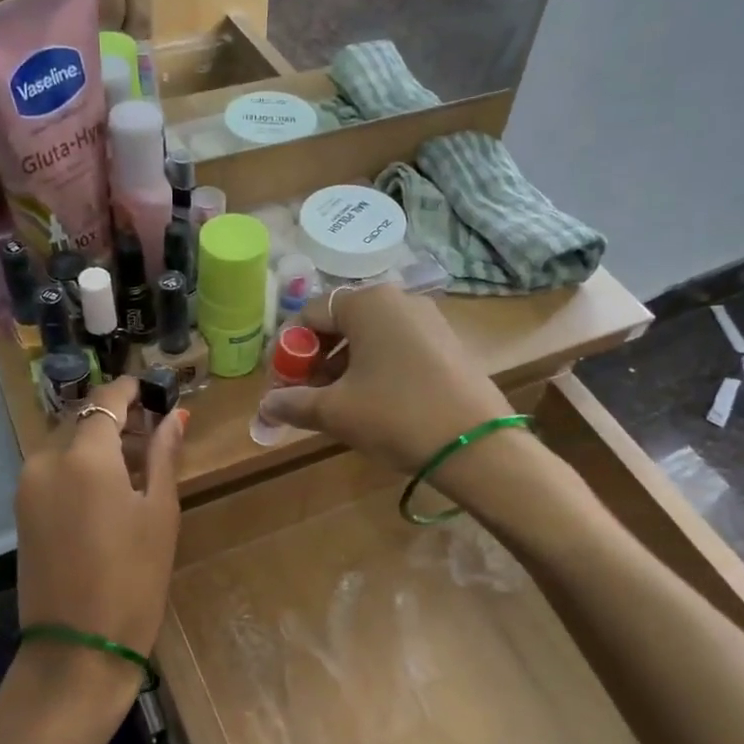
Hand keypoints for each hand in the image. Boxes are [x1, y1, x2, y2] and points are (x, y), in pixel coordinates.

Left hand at [15, 377, 185, 686]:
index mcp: (84, 455)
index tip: (157, 392)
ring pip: (66, 443)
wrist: (78, 647)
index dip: (133, 389)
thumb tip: (175, 416)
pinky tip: (109, 487)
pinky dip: (80, 465)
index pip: (107, 397)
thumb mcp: (159, 512)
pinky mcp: (22, 509)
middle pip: (83, 418)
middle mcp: (46, 459)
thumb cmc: (134, 578)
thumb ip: (164, 455)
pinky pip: (53, 469)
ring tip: (137, 463)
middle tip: (154, 432)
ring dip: (98, 442)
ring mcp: (28, 485)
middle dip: (117, 416)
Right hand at [257, 285, 515, 473]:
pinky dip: (374, 368)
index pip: (309, 315)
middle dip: (316, 359)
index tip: (281, 385)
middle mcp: (399, 300)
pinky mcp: (448, 343)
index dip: (288, 351)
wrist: (476, 444)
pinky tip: (373, 403)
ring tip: (336, 404)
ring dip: (344, 366)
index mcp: (367, 303)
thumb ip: (293, 403)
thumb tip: (266, 406)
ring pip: (369, 337)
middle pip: (340, 323)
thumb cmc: (395, 416)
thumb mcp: (335, 412)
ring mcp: (428, 320)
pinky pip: (396, 347)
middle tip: (305, 396)